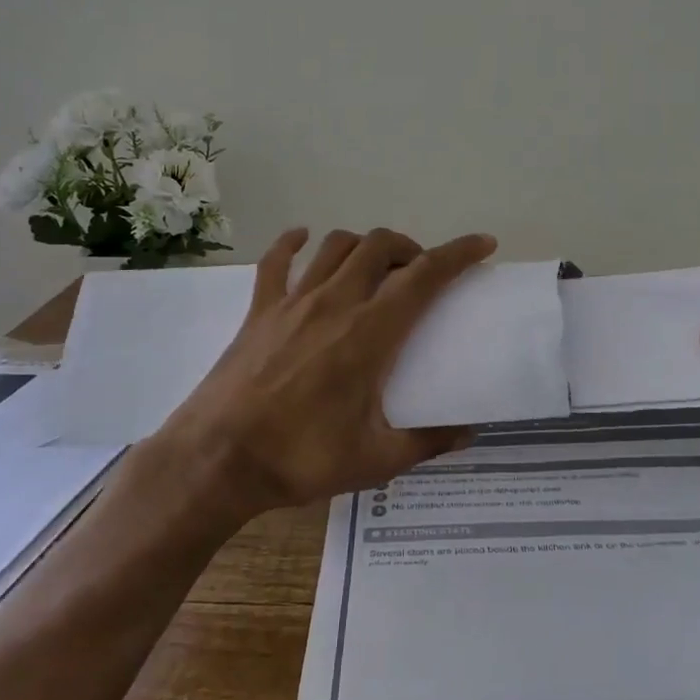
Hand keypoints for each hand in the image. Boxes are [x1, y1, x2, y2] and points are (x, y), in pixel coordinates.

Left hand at [149, 227, 496, 528]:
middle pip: (380, 246)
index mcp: (371, 333)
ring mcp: (292, 302)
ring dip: (364, 245)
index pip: (425, 275)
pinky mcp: (259, 310)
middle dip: (410, 247)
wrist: (217, 460)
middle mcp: (335, 303)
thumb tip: (469, 433)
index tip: (482, 244)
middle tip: (420, 273)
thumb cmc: (301, 459)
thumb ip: (428, 442)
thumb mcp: (376, 460)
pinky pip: (276, 260)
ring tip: (375, 265)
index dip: (458, 253)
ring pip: (335, 245)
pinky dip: (292, 243)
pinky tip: (302, 239)